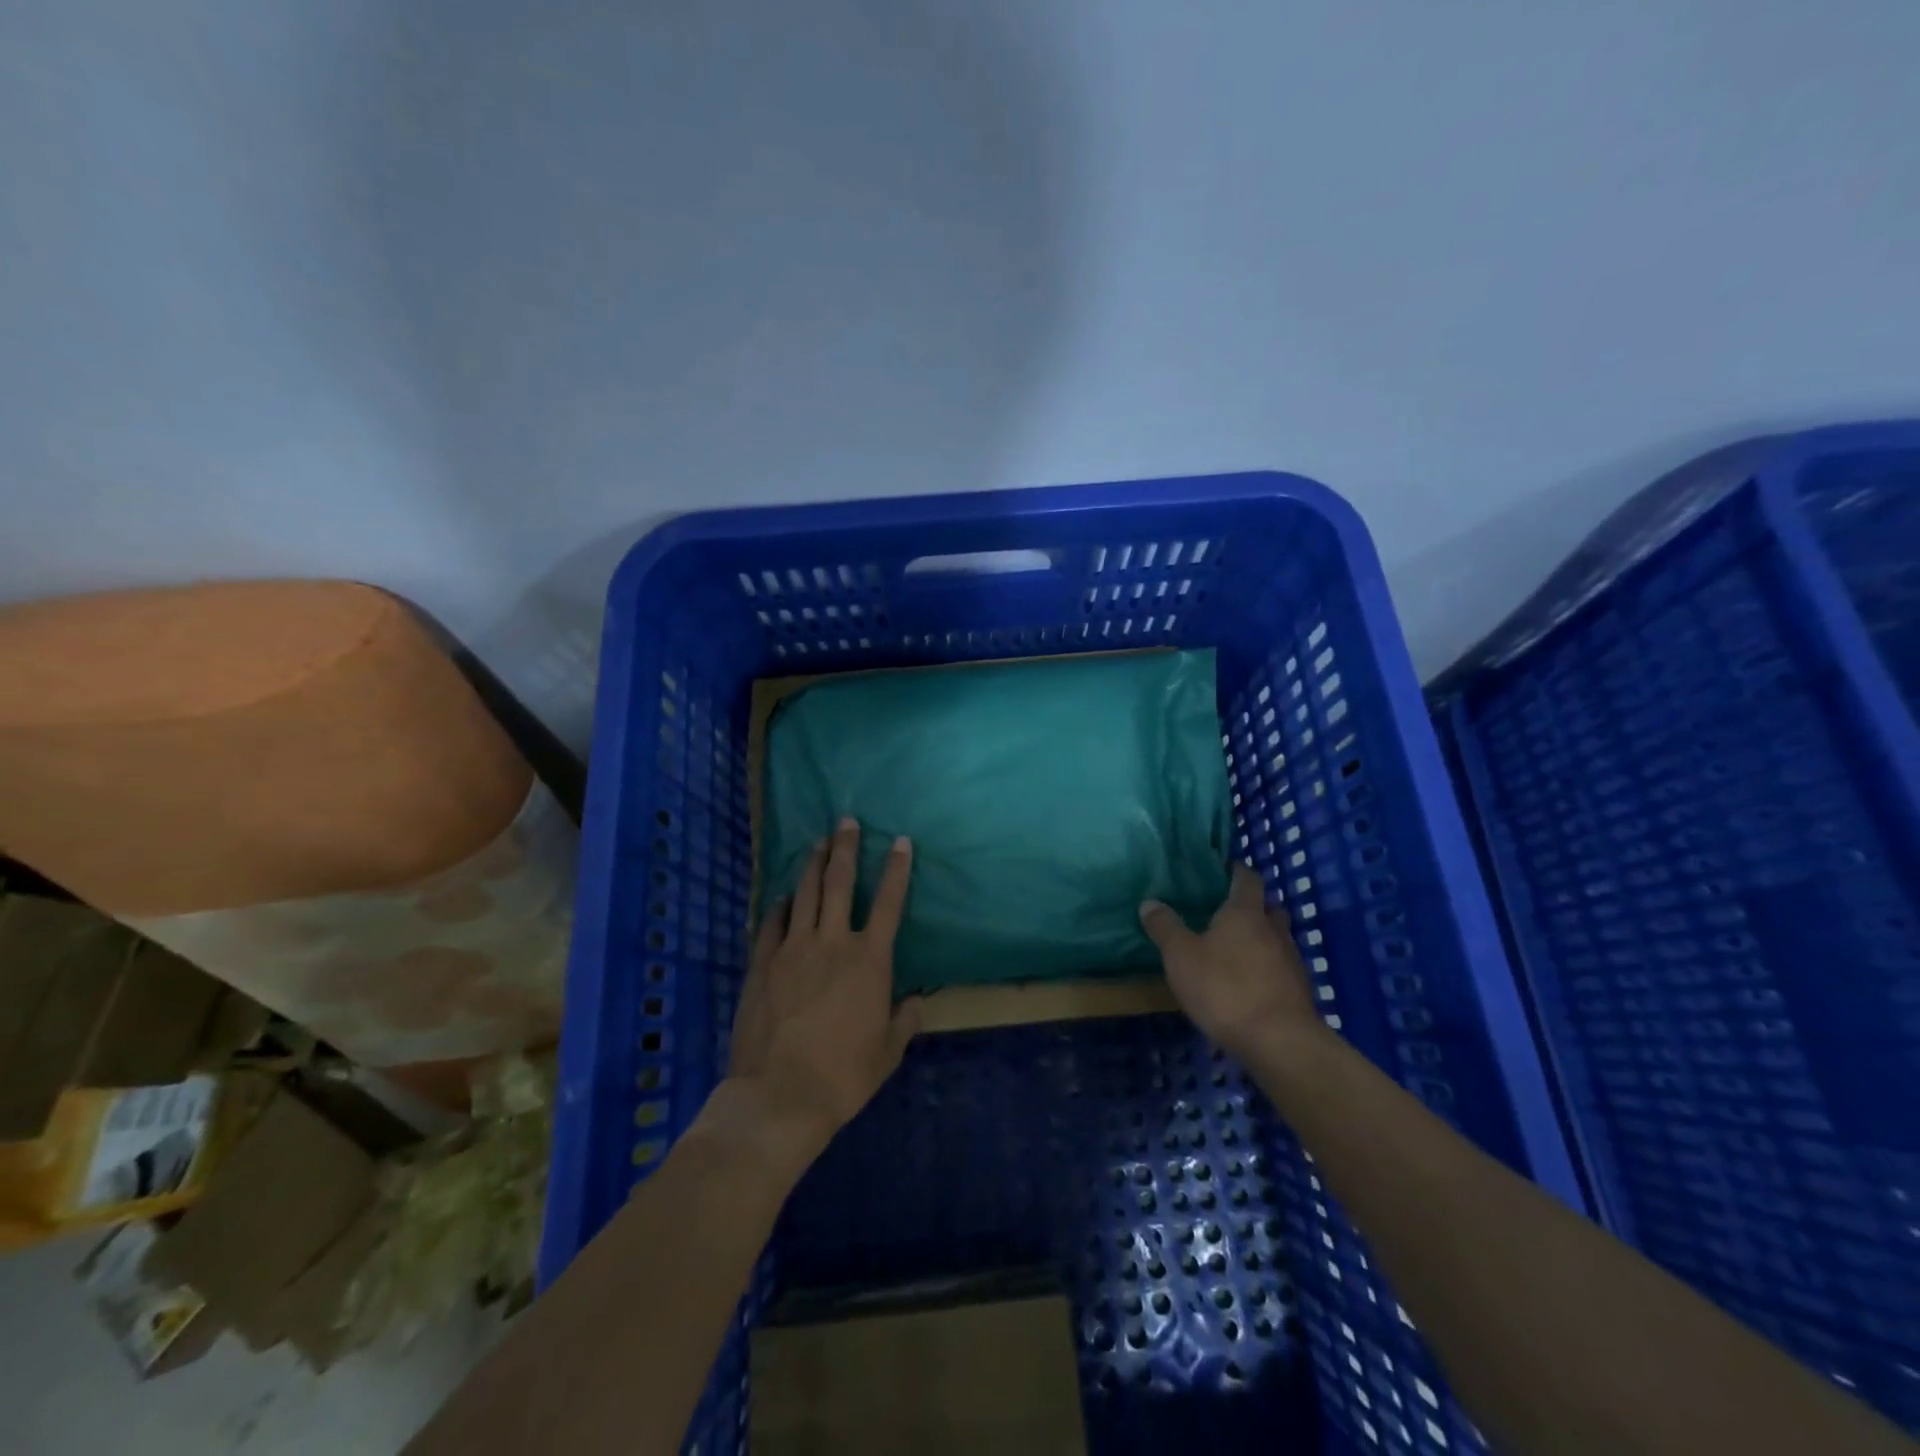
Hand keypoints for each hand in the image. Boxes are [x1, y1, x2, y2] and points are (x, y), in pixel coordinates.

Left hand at [725, 818, 922, 1153]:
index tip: (899, 841)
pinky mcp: (762, 963)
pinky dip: (780, 905)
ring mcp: (792, 949)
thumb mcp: (887, 1052)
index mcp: (869, 960)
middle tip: (846, 821)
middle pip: (839, 883)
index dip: (896, 869)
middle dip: (845, 848)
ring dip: (812, 864)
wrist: (780, 1095)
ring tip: (817, 842)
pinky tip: (783, 896)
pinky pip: (772, 922)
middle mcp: (832, 942)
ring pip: (804, 893)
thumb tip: (917, 1003)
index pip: (888, 902)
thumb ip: (904, 1021)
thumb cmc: (843, 1075)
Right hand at [1140, 861, 1317, 1058]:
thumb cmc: (1224, 988)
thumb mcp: (1180, 956)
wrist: (1279, 1042)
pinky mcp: (1300, 992)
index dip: (1237, 871)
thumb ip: (1165, 927)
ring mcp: (1292, 961)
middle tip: (1228, 912)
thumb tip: (1149, 902)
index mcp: (1245, 913)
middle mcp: (1274, 930)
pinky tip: (1250, 984)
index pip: (1247, 879)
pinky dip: (1268, 968)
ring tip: (1236, 950)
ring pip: (1278, 938)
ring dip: (1262, 939)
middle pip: (1269, 907)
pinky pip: (1281, 968)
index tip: (1225, 869)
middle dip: (1253, 906)